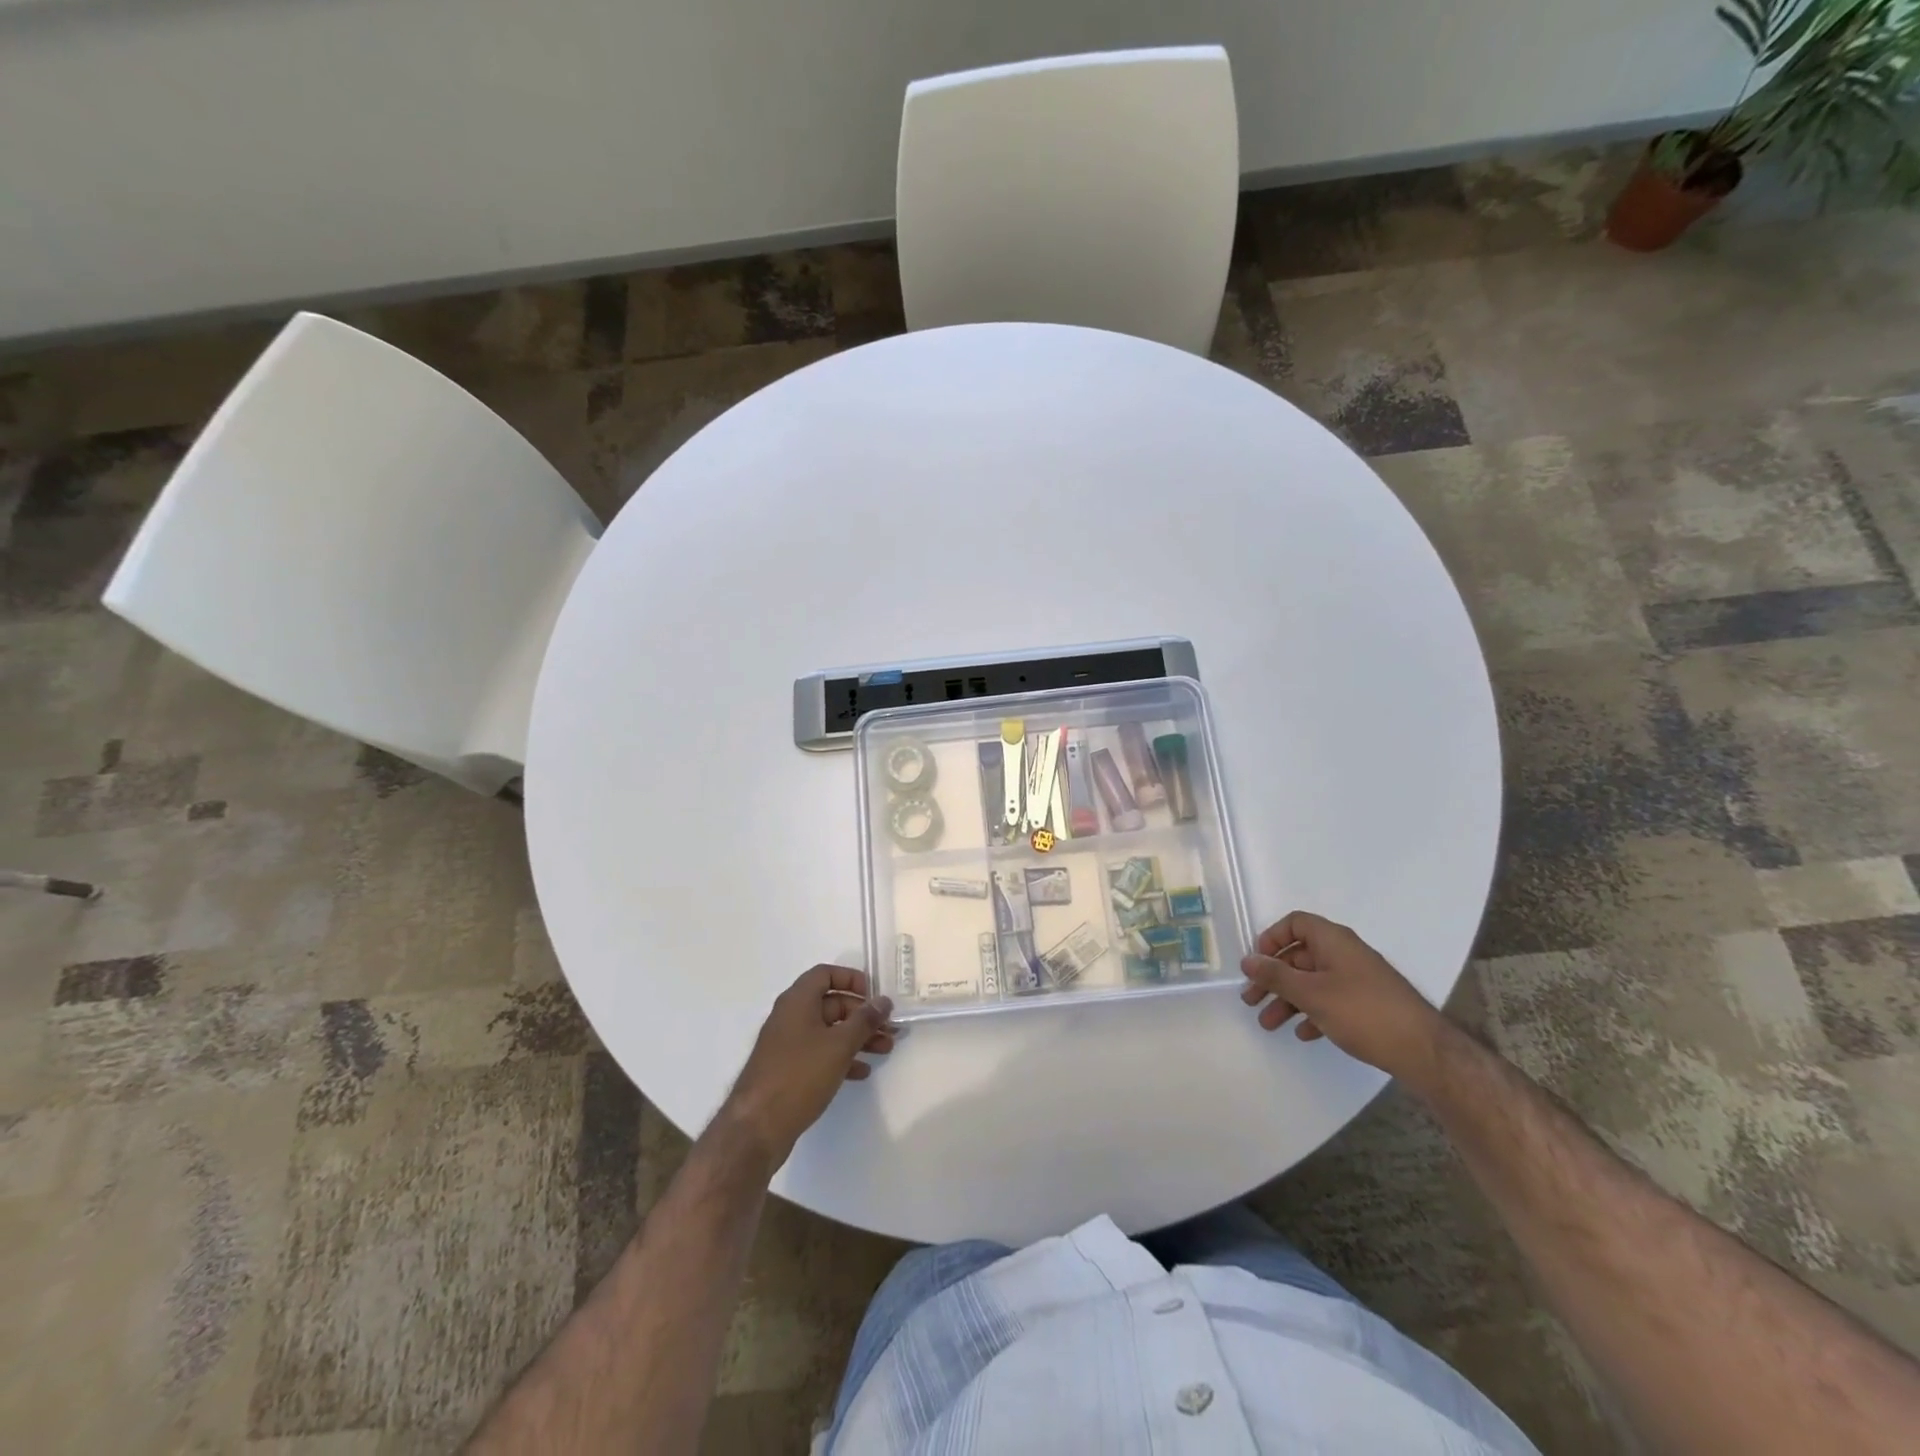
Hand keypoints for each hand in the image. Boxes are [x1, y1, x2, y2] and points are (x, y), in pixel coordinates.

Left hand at [720, 965, 895, 1167]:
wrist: (756, 1128)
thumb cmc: (799, 1075)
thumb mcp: (839, 1045)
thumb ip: (864, 1020)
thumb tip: (883, 1001)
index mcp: (797, 1001)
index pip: (825, 974)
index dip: (851, 979)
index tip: (874, 995)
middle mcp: (791, 1017)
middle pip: (831, 1003)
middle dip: (862, 1014)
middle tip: (889, 1028)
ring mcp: (788, 1045)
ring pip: (828, 1031)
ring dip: (857, 1037)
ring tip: (885, 1049)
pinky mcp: (788, 1070)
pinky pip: (820, 1054)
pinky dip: (842, 1058)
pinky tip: (862, 1072)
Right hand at [1240, 912, 1450, 1082]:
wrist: (1424, 1051)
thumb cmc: (1362, 1012)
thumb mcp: (1311, 993)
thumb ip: (1276, 976)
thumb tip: (1248, 960)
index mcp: (1333, 941)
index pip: (1295, 924)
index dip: (1272, 939)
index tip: (1258, 963)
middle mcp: (1345, 954)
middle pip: (1299, 956)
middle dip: (1273, 978)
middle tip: (1251, 1000)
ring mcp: (1358, 980)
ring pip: (1313, 982)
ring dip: (1288, 1000)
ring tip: (1269, 1023)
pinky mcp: (1368, 1005)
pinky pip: (1331, 1000)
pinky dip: (1313, 1012)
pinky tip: (1304, 1033)